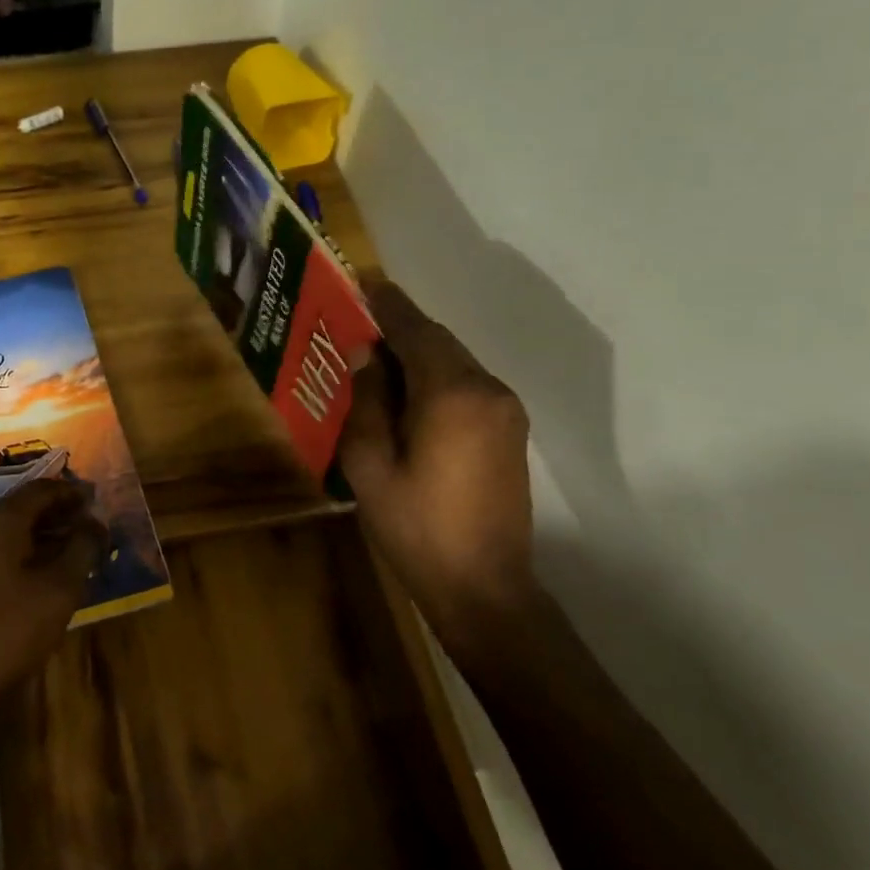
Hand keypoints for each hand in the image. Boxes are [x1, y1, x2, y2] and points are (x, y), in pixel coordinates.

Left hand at [0, 478, 105, 714]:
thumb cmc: (11, 629)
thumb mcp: (60, 588)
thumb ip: (82, 548)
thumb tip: (96, 521)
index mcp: (3, 520)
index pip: (42, 489)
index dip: (72, 492)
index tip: (98, 501)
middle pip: (26, 507)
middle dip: (60, 513)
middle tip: (91, 528)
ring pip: (13, 532)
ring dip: (45, 535)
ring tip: (76, 552)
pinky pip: (1, 553)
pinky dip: (28, 554)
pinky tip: (46, 577)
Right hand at [339, 282, 537, 637]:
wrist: (484, 587)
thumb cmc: (415, 527)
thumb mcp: (370, 464)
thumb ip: (367, 401)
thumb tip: (365, 353)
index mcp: (452, 394)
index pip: (416, 331)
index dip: (387, 304)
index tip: (362, 282)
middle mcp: (487, 390)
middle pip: (439, 342)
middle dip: (400, 328)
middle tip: (360, 320)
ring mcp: (506, 411)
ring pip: (455, 362)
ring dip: (418, 353)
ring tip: (376, 357)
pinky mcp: (510, 432)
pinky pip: (467, 385)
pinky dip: (436, 376)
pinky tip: (408, 393)